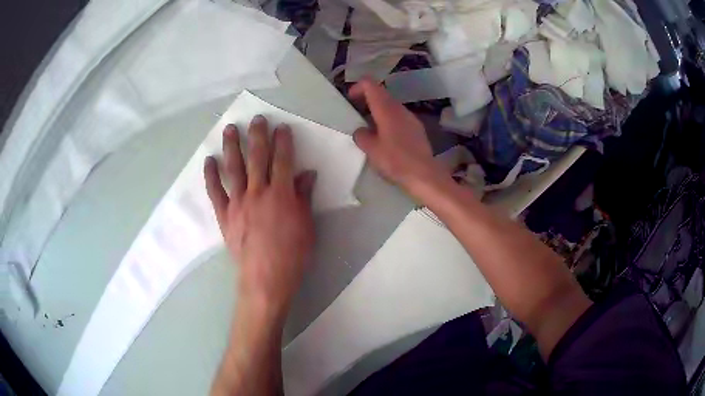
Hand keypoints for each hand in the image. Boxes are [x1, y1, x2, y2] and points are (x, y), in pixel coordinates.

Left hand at [204, 116, 315, 316]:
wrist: (265, 279)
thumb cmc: (292, 254)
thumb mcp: (306, 225)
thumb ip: (304, 197)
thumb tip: (307, 173)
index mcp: (280, 194)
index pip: (282, 160)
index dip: (283, 142)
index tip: (281, 127)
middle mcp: (257, 192)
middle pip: (256, 158)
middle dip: (257, 135)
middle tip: (256, 119)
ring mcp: (237, 202)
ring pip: (233, 168)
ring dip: (232, 146)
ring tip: (230, 129)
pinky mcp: (224, 215)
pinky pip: (215, 192)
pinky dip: (211, 175)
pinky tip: (209, 161)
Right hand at [350, 80, 450, 196]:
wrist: (424, 174)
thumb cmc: (395, 160)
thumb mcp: (371, 149)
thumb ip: (361, 136)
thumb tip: (361, 131)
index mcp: (386, 108)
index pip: (370, 85)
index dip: (357, 87)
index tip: (349, 100)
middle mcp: (399, 108)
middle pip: (381, 94)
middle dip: (366, 100)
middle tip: (356, 114)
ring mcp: (410, 118)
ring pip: (391, 106)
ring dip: (377, 111)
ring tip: (369, 128)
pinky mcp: (417, 129)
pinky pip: (399, 117)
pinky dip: (388, 120)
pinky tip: (385, 138)